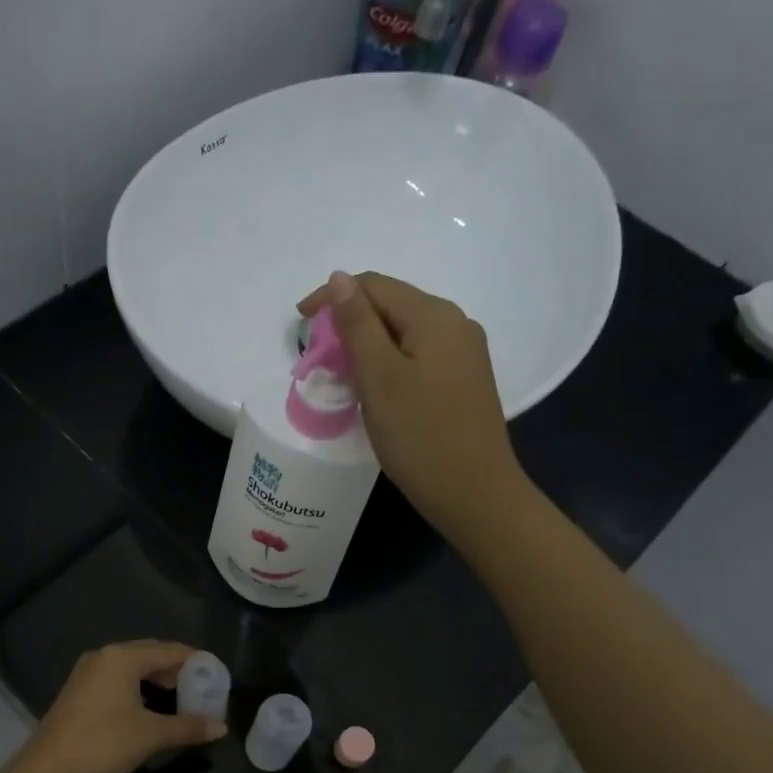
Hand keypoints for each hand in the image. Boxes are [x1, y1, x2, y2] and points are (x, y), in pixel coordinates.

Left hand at [15, 640, 226, 772]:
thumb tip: (221, 727)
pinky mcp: (78, 693)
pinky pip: (116, 680)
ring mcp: (86, 674)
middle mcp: (103, 657)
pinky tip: (148, 708)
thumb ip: (188, 727)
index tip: (216, 672)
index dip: (194, 660)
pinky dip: (137, 689)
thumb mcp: (151, 735)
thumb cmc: (103, 744)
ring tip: (179, 697)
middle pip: (148, 655)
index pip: (168, 650)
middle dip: (176, 670)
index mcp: (121, 657)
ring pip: (131, 669)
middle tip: (201, 686)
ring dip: (156, 680)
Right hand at [297, 270, 527, 546]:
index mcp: (435, 316)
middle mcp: (455, 324)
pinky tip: (374, 389)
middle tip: (316, 357)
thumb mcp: (380, 378)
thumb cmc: (420, 436)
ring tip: (338, 374)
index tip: (298, 324)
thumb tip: (339, 278)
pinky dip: (387, 364)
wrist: (474, 494)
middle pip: (391, 306)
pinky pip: (417, 356)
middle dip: (348, 322)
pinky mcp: (462, 382)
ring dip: (366, 345)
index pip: (374, 286)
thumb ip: (357, 325)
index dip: (332, 297)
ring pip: (403, 333)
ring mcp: (463, 354)